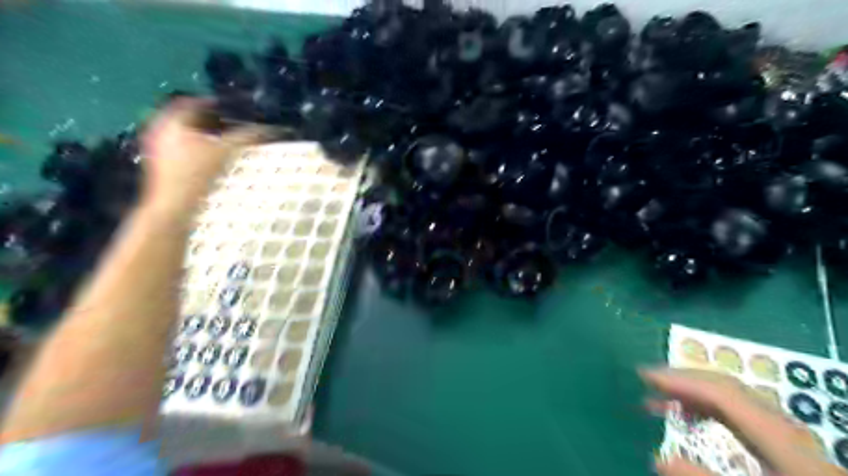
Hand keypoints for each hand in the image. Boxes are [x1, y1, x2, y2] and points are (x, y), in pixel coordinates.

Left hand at [140, 98, 263, 213]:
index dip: (214, 103)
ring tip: (224, 140)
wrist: (173, 206)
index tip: (232, 108)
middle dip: (209, 119)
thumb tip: (268, 129)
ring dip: (203, 134)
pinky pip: (181, 147)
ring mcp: (157, 147)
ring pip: (183, 133)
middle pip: (187, 117)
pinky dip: (196, 147)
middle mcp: (159, 129)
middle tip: (230, 123)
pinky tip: (211, 157)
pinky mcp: (161, 163)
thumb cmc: (196, 174)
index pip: (193, 102)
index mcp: (172, 120)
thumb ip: (246, 137)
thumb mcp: (225, 152)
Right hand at [643, 367, 840, 474]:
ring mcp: (785, 432)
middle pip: (727, 386)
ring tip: (660, 401)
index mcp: (780, 437)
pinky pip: (738, 411)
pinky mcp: (783, 442)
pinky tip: (691, 419)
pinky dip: (707, 408)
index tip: (643, 375)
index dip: (680, 379)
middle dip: (682, 379)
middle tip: (646, 382)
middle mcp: (782, 425)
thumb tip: (657, 459)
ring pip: (732, 396)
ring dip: (692, 392)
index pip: (722, 392)